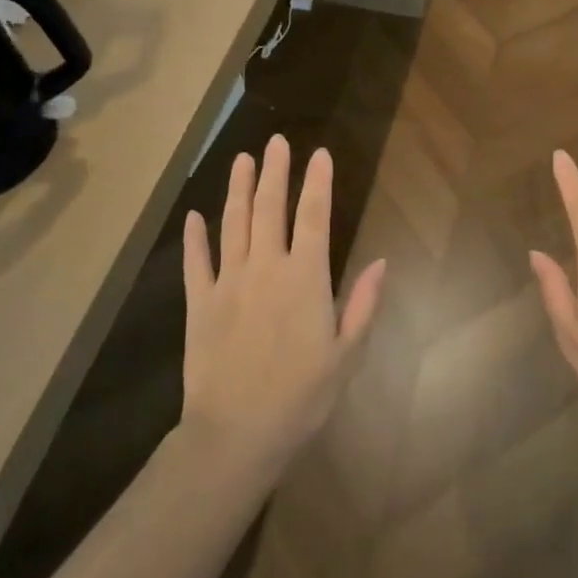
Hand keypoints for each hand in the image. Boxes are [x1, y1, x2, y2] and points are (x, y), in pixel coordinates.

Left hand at [181, 136, 385, 473]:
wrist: (236, 435)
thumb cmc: (301, 397)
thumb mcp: (346, 355)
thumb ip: (363, 304)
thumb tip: (382, 261)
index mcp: (304, 279)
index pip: (313, 217)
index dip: (317, 182)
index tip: (320, 153)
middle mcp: (265, 269)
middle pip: (270, 209)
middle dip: (276, 172)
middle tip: (277, 141)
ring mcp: (228, 284)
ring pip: (233, 225)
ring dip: (239, 189)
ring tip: (243, 159)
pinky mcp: (199, 304)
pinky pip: (196, 263)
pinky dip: (195, 238)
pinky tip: (195, 215)